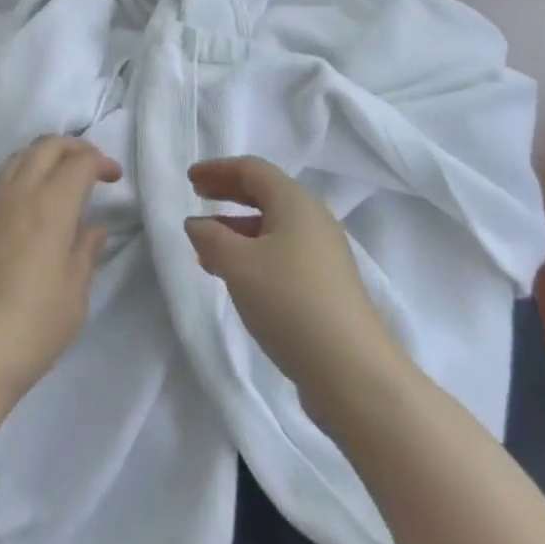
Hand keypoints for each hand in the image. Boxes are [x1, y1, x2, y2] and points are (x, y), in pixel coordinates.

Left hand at [0, 136, 121, 426]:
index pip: (78, 162)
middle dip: (74, 147)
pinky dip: (27, 170)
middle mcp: (20, 194)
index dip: (101, 162)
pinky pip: (6, 177)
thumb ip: (86, 252)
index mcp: (50, 207)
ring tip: (65, 176)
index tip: (116, 178)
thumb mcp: (75, 296)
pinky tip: (37, 197)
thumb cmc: (31, 328)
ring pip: (21, 155)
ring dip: (47, 154)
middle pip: (46, 146)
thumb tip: (93, 226)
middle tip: (94, 168)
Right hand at [184, 157, 402, 418]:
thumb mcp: (238, 265)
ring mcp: (324, 255)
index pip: (252, 170)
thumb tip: (197, 224)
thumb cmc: (290, 302)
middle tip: (197, 196)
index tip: (190, 178)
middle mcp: (314, 220)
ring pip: (273, 227)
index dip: (218, 169)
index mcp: (295, 202)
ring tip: (206, 245)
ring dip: (238, 228)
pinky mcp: (326, 288)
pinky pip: (282, 254)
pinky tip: (235, 277)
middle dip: (229, 193)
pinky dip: (253, 253)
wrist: (353, 374)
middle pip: (265, 194)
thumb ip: (211, 238)